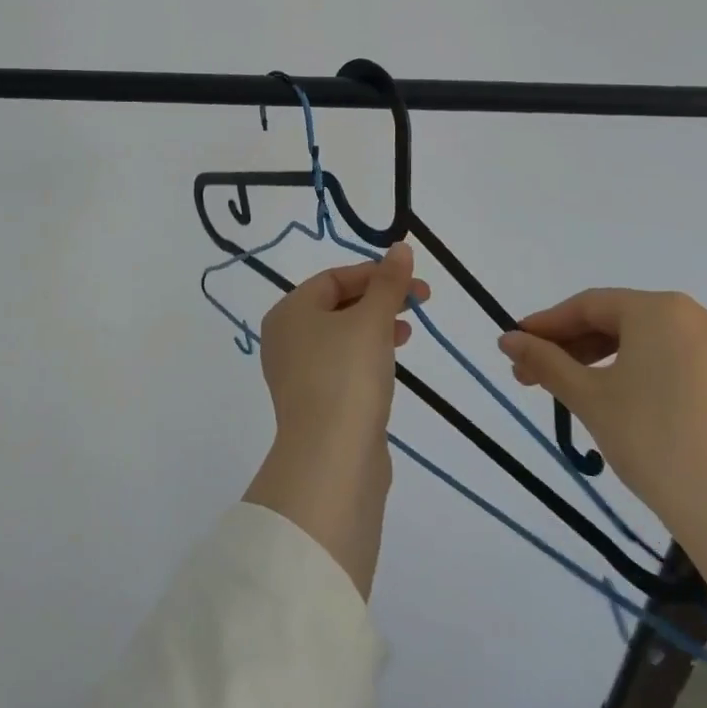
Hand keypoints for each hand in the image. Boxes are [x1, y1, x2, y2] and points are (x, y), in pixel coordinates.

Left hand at [243, 244, 426, 598]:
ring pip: (342, 336)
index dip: (375, 273)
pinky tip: (390, 365)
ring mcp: (297, 374)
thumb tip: (400, 247)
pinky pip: (343, 366)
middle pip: (337, 305)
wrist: (332, 460)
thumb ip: (389, 283)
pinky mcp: (315, 404)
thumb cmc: (347, 375)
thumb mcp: (372, 321)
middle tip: (420, 302)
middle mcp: (286, 338)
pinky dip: (367, 357)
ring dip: (376, 327)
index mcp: (289, 311)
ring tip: (408, 332)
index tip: (413, 280)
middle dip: (379, 300)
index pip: (334, 278)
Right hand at [497, 289, 706, 550]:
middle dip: (580, 349)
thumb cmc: (655, 441)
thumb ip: (546, 362)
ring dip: (619, 368)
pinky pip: (697, 382)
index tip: (518, 346)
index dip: (547, 325)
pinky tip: (651, 426)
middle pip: (627, 325)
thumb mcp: (589, 399)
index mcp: (661, 311)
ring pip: (663, 352)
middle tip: (544, 379)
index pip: (589, 306)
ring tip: (592, 401)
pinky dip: (663, 390)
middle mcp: (704, 323)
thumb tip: (508, 340)